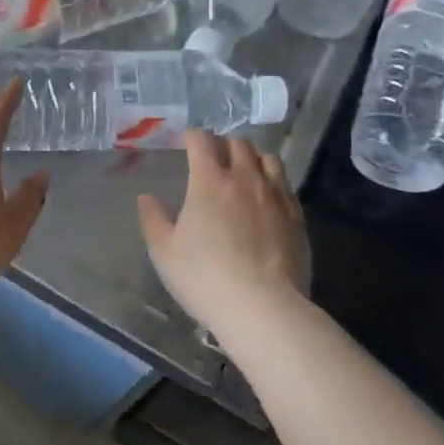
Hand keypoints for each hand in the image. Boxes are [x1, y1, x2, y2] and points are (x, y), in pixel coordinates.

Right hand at [138, 131, 310, 327]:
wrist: (263, 308)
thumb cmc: (204, 278)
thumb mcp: (165, 253)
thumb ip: (153, 219)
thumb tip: (146, 197)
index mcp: (209, 181)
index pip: (202, 141)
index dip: (193, 136)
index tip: (187, 141)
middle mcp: (245, 179)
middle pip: (238, 144)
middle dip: (224, 145)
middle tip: (214, 159)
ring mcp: (275, 196)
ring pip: (268, 159)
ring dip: (253, 159)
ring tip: (244, 173)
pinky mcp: (297, 217)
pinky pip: (286, 185)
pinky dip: (273, 182)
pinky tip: (267, 198)